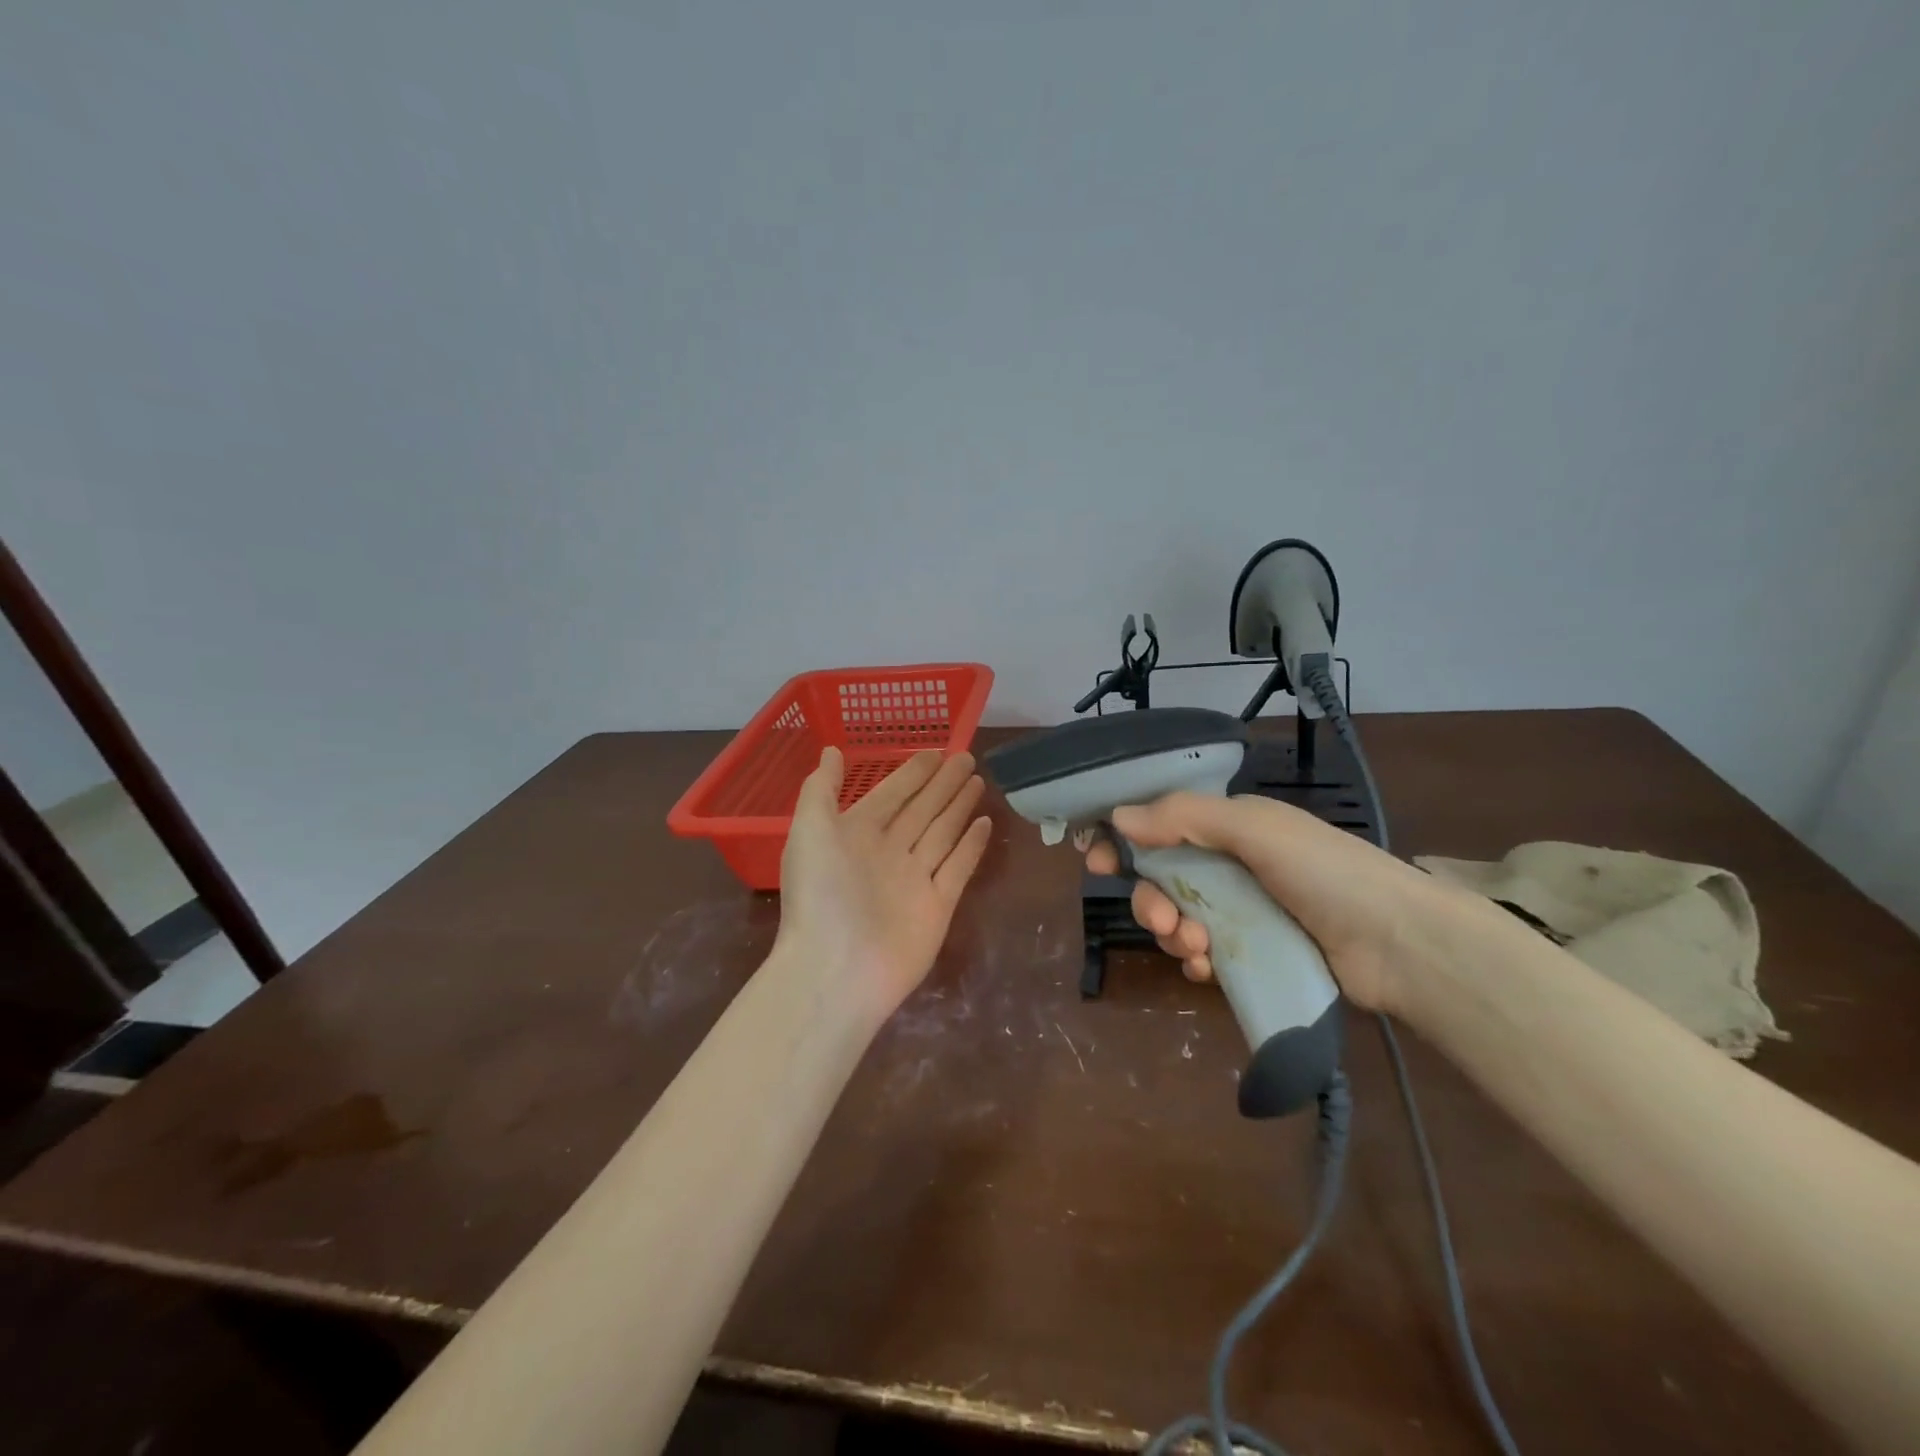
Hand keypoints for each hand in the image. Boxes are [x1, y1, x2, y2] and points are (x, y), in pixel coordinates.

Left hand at [776, 747, 993, 1024]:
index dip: (912, 772)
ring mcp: (914, 879)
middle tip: (967, 757)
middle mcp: (887, 852)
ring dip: (959, 807)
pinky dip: (971, 845)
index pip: (891, 793)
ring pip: (942, 832)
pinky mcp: (938, 906)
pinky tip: (985, 822)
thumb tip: (831, 750)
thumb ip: (821, 788)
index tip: (936, 751)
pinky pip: (959, 867)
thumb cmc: (820, 893)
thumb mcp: (810, 830)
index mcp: (856, 834)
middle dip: (942, 784)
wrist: (836, 969)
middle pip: (922, 809)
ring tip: (978, 781)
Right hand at [1084, 792, 1452, 1013]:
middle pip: (1161, 879)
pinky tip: (1207, 969)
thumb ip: (1185, 817)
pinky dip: (1196, 962)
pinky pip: (1203, 955)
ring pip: (1179, 919)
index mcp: (1229, 827)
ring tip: (1196, 948)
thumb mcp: (1255, 829)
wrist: (1399, 944)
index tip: (1095, 861)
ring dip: (1174, 935)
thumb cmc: (1324, 871)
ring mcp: (1242, 912)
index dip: (1123, 840)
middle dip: (1150, 900)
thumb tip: (1118, 815)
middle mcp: (1230, 865)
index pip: (1159, 825)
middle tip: (1162, 922)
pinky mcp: (1254, 953)